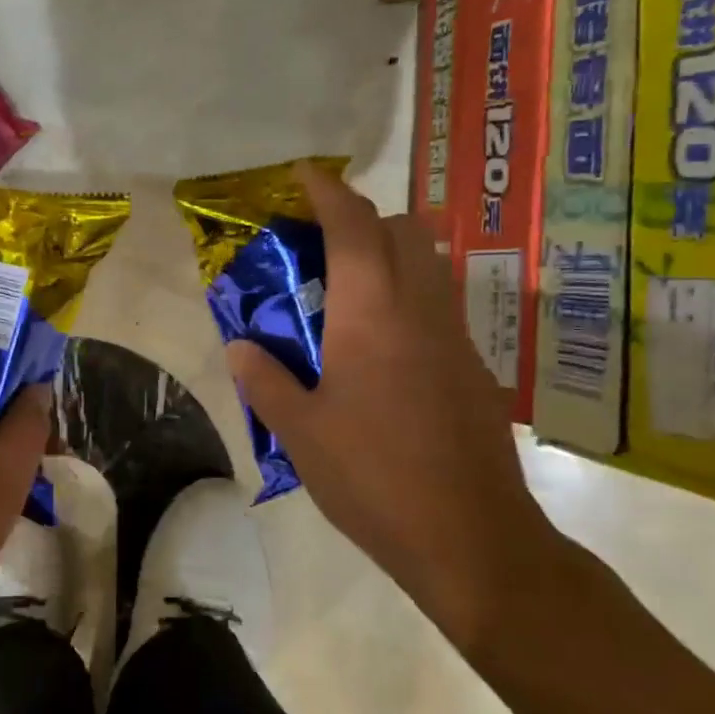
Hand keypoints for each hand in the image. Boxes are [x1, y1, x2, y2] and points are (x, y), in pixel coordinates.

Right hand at [227, 162, 566, 653]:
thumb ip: (265, 380)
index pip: (354, 226)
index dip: (327, 191)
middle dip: (362, 219)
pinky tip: (378, 349)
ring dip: (389, 255)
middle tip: (318, 247)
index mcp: (372, 315)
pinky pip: (438, 306)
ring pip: (429, 265)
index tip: (302, 175)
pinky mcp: (474, 369)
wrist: (471, 538)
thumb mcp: (300, 432)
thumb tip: (241, 346)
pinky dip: (407, 297)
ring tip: (344, 292)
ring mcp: (456, 338)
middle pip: (403, 230)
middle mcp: (421, 310)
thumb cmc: (374, 479)